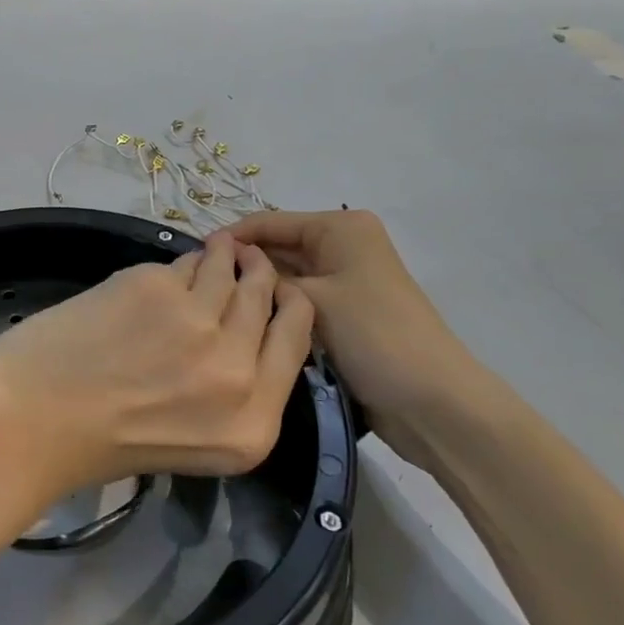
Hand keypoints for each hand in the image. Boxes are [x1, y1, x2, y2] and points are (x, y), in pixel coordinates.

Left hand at [0, 234, 314, 496]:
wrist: (31, 417)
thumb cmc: (101, 442)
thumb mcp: (193, 439)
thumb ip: (230, 391)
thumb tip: (244, 329)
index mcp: (253, 426)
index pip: (297, 341)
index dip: (290, 305)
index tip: (279, 289)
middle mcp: (236, 373)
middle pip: (268, 298)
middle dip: (259, 272)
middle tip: (248, 258)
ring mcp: (198, 323)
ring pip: (229, 269)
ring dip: (225, 254)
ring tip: (218, 247)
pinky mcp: (157, 286)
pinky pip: (184, 262)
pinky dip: (183, 261)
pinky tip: (172, 265)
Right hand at [222, 210, 489, 462]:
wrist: (434, 403)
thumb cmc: (373, 336)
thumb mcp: (312, 300)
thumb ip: (265, 278)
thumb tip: (227, 264)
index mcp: (340, 227)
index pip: (270, 221)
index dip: (231, 238)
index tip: (190, 258)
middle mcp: (343, 245)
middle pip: (278, 247)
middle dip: (244, 266)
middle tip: (198, 288)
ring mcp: (345, 280)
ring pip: (287, 277)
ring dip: (259, 291)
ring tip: (214, 306)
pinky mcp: (345, 312)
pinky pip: (300, 302)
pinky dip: (277, 310)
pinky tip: (246, 324)